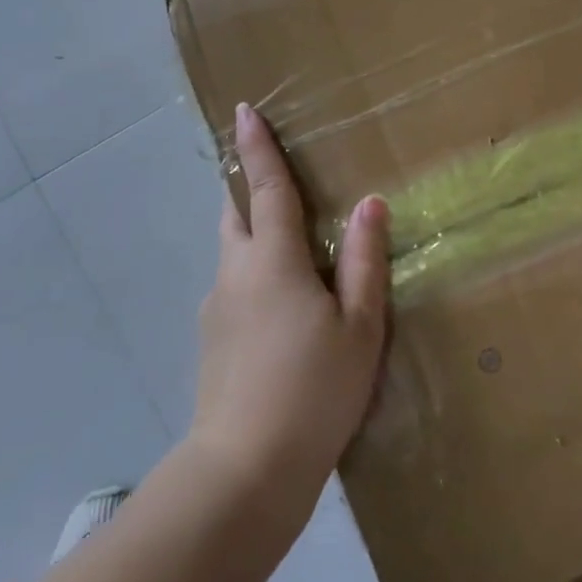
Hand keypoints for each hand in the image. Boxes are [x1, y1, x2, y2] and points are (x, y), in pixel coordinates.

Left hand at [190, 103, 390, 500]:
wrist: (245, 472)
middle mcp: (235, 274)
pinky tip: (281, 306)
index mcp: (272, 261)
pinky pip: (234, 287)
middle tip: (267, 172)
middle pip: (235, 214)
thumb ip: (362, 261)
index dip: (256, 148)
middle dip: (245, 185)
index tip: (243, 110)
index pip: (264, 188)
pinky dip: (253, 272)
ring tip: (286, 241)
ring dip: (251, 231)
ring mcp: (217, 309)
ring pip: (232, 252)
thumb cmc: (314, 390)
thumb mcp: (359, 326)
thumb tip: (369, 203)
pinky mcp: (212, 341)